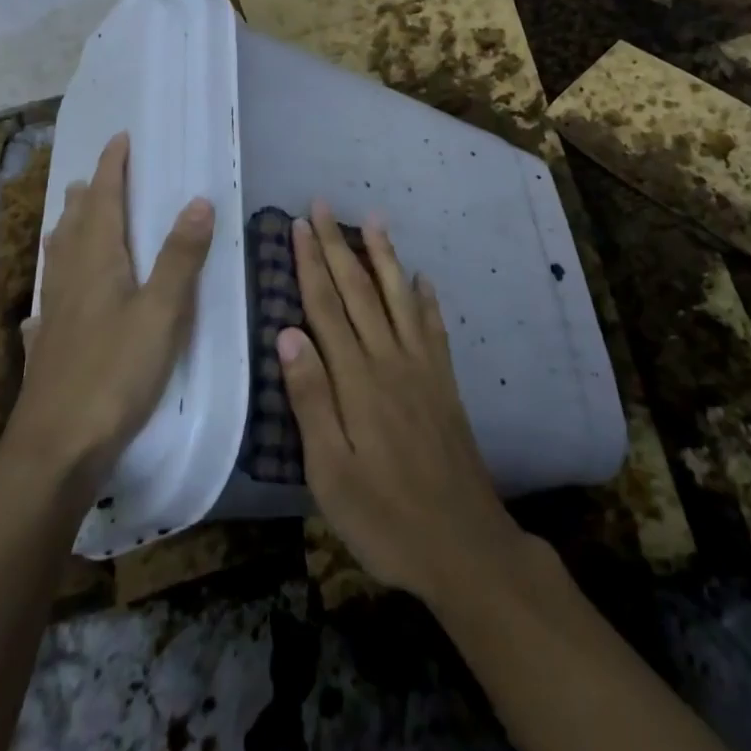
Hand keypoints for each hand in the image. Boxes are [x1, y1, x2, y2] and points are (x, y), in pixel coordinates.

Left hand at [10, 133, 213, 486]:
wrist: (57, 448)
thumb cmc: (115, 372)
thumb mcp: (162, 311)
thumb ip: (180, 256)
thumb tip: (198, 200)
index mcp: (97, 262)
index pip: (104, 200)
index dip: (112, 168)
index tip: (120, 139)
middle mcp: (70, 279)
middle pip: (76, 225)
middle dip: (89, 195)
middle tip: (98, 176)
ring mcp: (54, 315)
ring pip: (59, 259)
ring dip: (68, 231)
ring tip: (73, 219)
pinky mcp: (48, 348)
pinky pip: (50, 303)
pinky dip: (53, 288)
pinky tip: (45, 308)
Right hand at [279, 201, 527, 602]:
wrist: (463, 544)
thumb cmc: (385, 517)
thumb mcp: (330, 472)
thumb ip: (310, 399)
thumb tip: (287, 333)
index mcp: (357, 380)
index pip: (327, 307)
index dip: (311, 264)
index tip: (299, 226)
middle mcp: (391, 360)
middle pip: (360, 291)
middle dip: (339, 245)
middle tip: (323, 206)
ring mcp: (423, 368)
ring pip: (399, 297)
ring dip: (384, 256)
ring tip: (374, 219)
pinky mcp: (445, 383)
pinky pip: (433, 327)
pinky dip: (425, 298)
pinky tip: (421, 278)